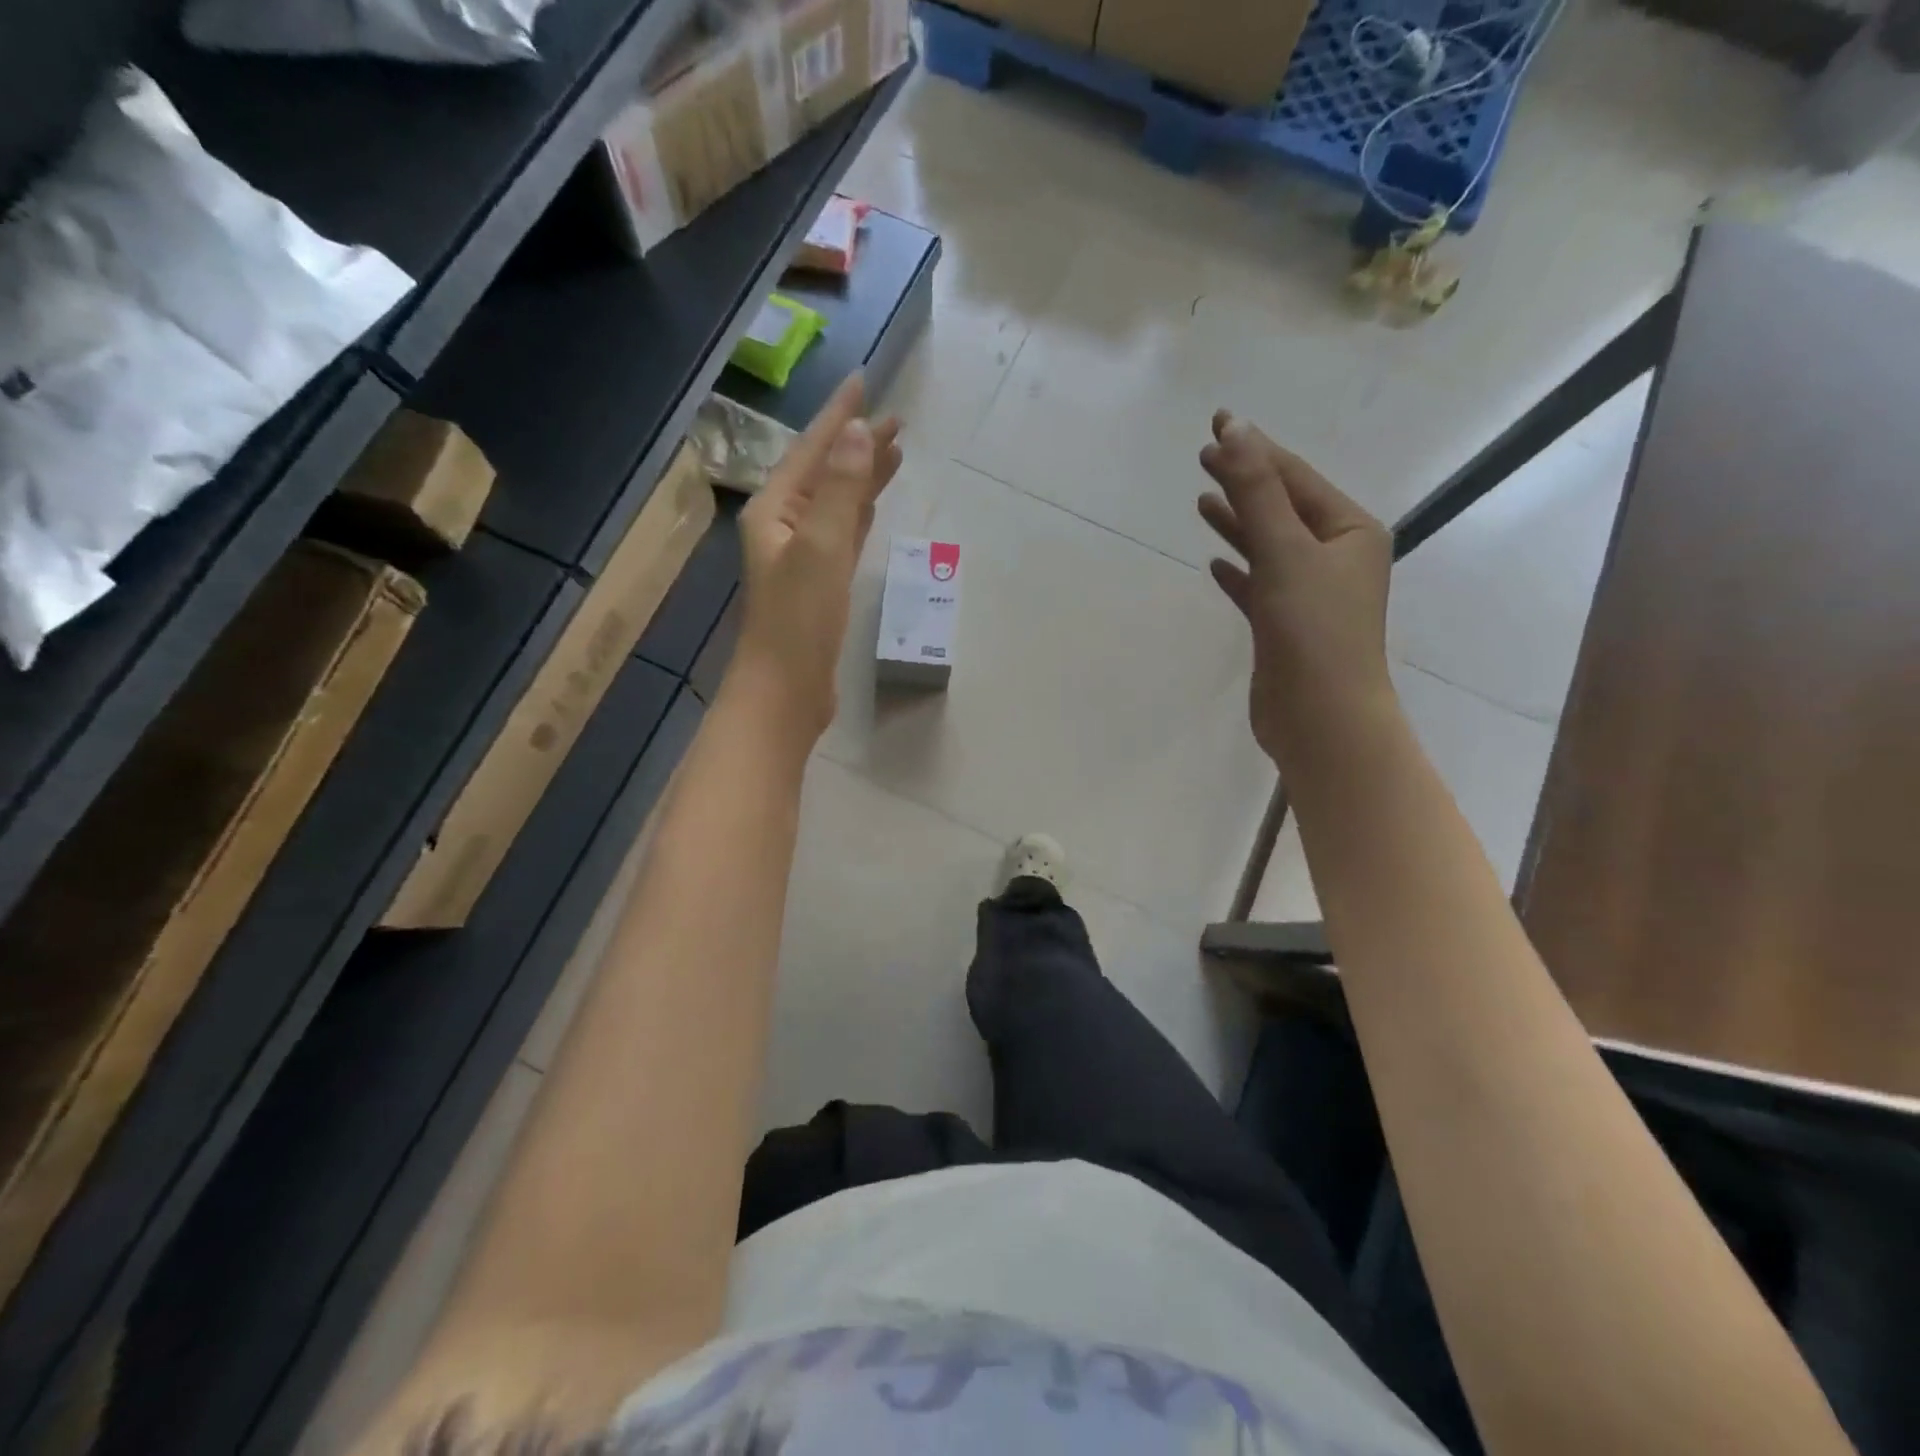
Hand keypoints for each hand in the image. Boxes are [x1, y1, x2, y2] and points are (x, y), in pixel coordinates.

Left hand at [729, 374, 902, 740]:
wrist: (786, 690)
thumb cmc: (799, 620)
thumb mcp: (822, 548)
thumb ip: (842, 490)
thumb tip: (859, 432)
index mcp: (776, 510)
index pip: (812, 450)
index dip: (839, 417)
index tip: (865, 383)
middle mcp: (784, 526)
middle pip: (826, 473)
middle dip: (857, 445)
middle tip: (898, 420)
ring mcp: (802, 556)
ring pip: (837, 503)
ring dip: (862, 477)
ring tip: (894, 453)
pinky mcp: (820, 584)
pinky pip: (843, 534)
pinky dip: (860, 515)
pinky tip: (873, 505)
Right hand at [1198, 410, 1393, 766]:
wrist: (1320, 717)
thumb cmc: (1312, 629)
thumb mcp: (1285, 549)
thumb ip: (1257, 491)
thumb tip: (1234, 429)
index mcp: (1350, 531)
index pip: (1295, 478)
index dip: (1254, 450)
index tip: (1216, 425)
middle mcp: (1336, 557)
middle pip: (1281, 508)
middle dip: (1243, 482)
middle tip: (1201, 456)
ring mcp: (1310, 593)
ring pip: (1268, 546)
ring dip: (1237, 523)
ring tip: (1202, 501)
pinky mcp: (1285, 626)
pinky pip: (1258, 586)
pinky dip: (1238, 571)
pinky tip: (1215, 563)